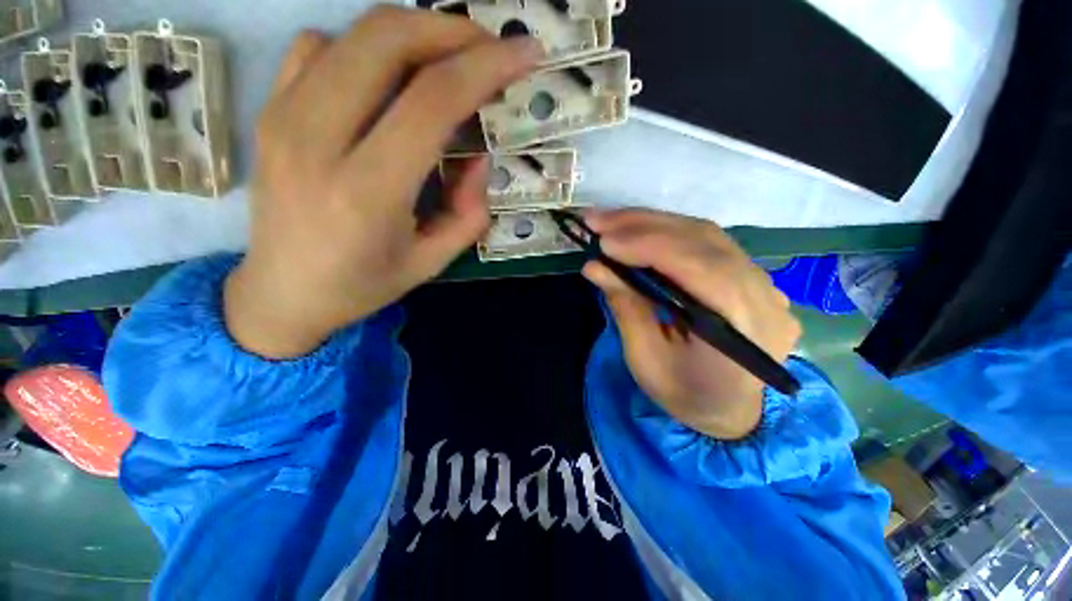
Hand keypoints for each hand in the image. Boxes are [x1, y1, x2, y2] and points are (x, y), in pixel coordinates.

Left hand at [224, 7, 543, 358]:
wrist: (282, 294)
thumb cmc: (362, 285)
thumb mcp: (432, 261)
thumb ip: (469, 212)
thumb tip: (478, 156)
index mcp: (367, 192)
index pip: (432, 102)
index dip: (487, 66)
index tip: (525, 53)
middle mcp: (316, 141)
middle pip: (387, 40)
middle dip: (452, 30)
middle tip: (489, 48)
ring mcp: (282, 118)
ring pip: (354, 34)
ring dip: (413, 34)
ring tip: (446, 63)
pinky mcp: (268, 111)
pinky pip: (317, 48)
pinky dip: (364, 48)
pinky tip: (384, 80)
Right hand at [583, 209, 801, 439]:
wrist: (730, 411)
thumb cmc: (686, 395)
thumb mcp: (646, 360)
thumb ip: (625, 307)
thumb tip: (594, 266)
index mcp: (743, 331)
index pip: (700, 269)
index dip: (650, 248)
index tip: (604, 241)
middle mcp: (764, 297)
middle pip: (704, 241)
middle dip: (644, 226)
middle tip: (598, 220)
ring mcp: (764, 283)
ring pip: (706, 234)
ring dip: (653, 223)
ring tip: (612, 222)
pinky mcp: (750, 276)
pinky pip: (708, 242)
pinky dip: (668, 231)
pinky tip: (639, 231)